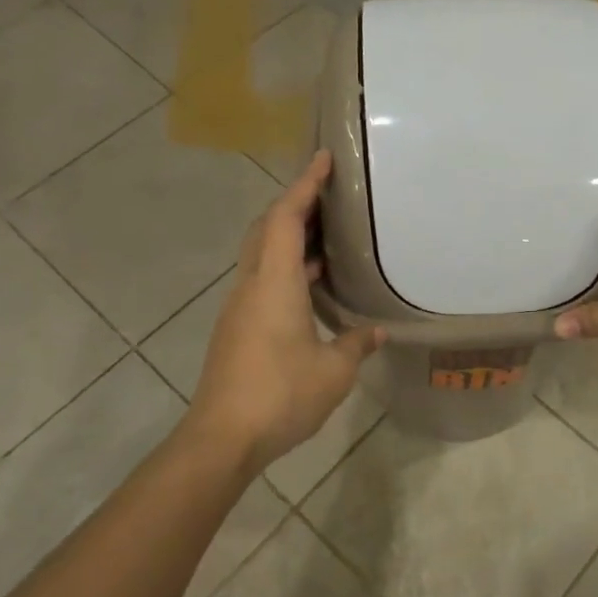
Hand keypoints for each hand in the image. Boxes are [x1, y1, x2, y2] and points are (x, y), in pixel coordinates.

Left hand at [187, 151, 383, 473]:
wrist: (221, 437)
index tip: (324, 159)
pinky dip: (285, 266)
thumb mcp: (333, 371)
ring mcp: (240, 307)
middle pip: (267, 228)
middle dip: (296, 204)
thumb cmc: (280, 395)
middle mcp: (251, 285)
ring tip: (328, 236)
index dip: (305, 185)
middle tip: (330, 195)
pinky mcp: (237, 328)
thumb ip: (356, 344)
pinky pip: (262, 279)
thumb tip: (376, 332)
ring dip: (290, 237)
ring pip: (262, 254)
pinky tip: (311, 285)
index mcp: (274, 283)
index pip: (286, 218)